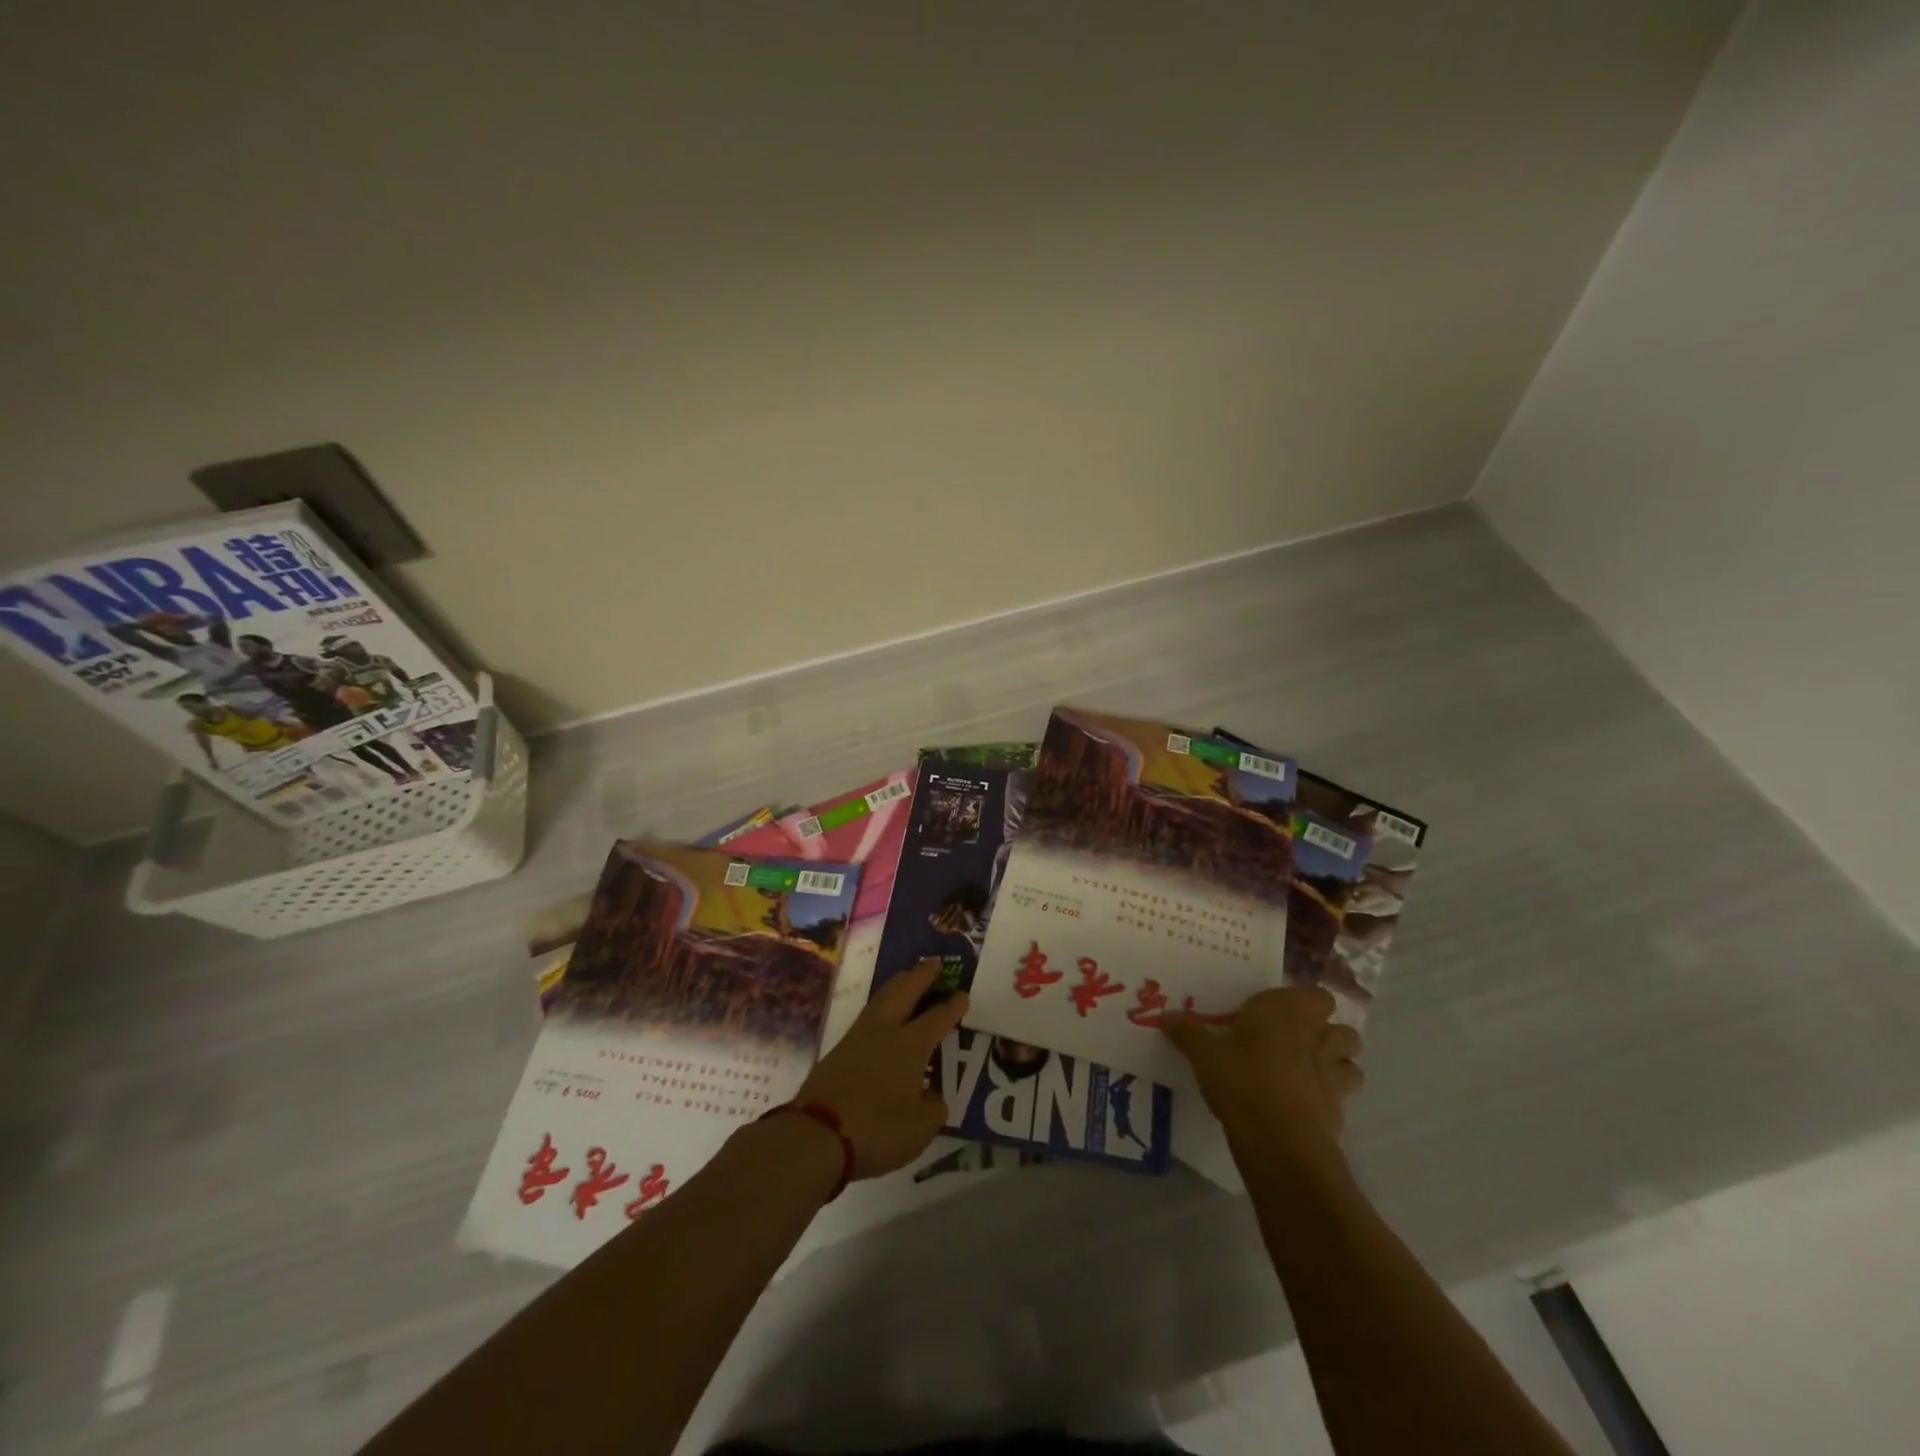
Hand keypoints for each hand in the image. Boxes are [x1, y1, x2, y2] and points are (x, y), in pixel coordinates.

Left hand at [793, 960, 965, 1178]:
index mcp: (910, 1045)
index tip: (963, 993)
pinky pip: (866, 1017)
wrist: (817, 1134)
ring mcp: (857, 1038)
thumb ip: (932, 1107)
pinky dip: (880, 1007)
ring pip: (881, 999)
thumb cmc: (877, 1129)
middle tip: (934, 964)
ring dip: (897, 985)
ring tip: (906, 978)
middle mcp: (885, 1031)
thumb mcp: (920, 1128)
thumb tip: (931, 1096)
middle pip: (905, 992)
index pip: (937, 1018)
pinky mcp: (837, 1052)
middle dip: (921, 976)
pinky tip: (881, 1015)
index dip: (952, 1006)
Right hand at [1161, 986, 1362, 1163]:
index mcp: (1288, 1010)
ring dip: (1335, 1065)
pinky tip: (1302, 1105)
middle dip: (1325, 1034)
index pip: (1315, 994)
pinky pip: (1341, 1097)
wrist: (1279, 1140)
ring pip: (1351, 1062)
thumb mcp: (1204, 1053)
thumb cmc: (1241, 1079)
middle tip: (1293, 1042)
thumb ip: (1187, 1032)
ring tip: (1305, 1072)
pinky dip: (1327, 1098)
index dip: (1301, 1003)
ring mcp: (1333, 1074)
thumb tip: (1165, 1016)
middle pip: (1342, 1027)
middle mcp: (1318, 1036)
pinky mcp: (1339, 1110)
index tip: (1275, 1013)